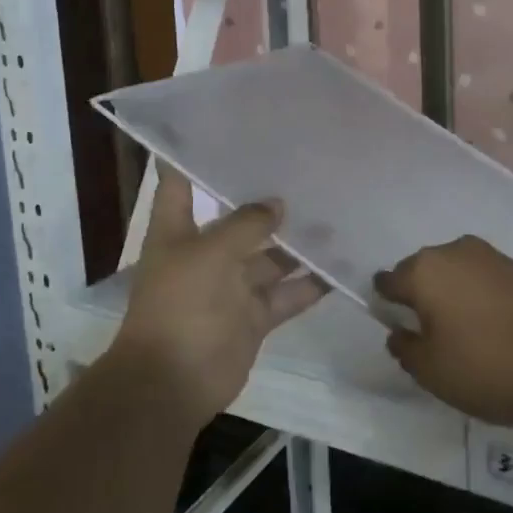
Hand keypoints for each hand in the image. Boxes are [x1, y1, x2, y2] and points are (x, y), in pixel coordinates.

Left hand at [110, 169, 323, 428]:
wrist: (173, 383)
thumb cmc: (180, 305)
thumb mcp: (210, 253)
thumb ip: (246, 225)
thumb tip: (277, 203)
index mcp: (177, 232)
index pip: (180, 183)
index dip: (193, 157)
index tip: (222, 129)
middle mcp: (205, 253)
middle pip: (237, 220)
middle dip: (266, 201)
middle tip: (306, 170)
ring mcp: (231, 286)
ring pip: (270, 257)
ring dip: (296, 242)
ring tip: (334, 212)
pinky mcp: (254, 316)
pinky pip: (287, 294)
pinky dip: (310, 284)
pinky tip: (340, 264)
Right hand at [377, 236, 512, 430]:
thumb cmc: (486, 368)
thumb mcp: (431, 371)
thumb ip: (405, 348)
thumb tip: (399, 332)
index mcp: (424, 270)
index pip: (389, 281)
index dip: (386, 305)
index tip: (396, 328)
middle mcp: (453, 251)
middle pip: (421, 271)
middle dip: (419, 296)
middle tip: (428, 334)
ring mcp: (490, 256)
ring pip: (454, 272)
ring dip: (450, 294)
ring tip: (460, 331)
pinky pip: (481, 278)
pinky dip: (477, 295)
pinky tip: (488, 325)